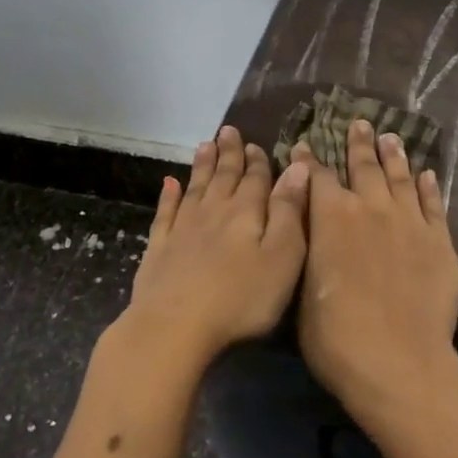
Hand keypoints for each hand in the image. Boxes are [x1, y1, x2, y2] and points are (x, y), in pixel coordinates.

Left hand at [115, 125, 308, 373]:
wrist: (175, 326)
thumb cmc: (241, 297)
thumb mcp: (282, 256)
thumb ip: (289, 210)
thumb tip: (298, 167)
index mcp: (246, 212)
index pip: (256, 179)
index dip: (258, 162)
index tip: (255, 144)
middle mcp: (214, 212)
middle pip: (224, 176)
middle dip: (229, 154)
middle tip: (228, 131)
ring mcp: (183, 229)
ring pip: (196, 188)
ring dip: (202, 166)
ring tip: (205, 145)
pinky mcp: (159, 249)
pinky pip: (165, 213)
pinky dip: (168, 196)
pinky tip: (169, 183)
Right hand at [296, 119, 457, 436]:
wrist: (398, 360)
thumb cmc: (336, 335)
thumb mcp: (303, 289)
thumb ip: (309, 247)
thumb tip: (308, 222)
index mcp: (331, 217)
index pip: (317, 177)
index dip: (308, 160)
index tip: (303, 144)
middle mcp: (371, 207)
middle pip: (364, 166)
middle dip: (358, 143)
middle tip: (360, 122)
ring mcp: (409, 222)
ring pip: (401, 177)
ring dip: (394, 155)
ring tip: (391, 136)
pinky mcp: (440, 241)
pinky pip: (434, 205)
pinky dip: (429, 187)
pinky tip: (428, 175)